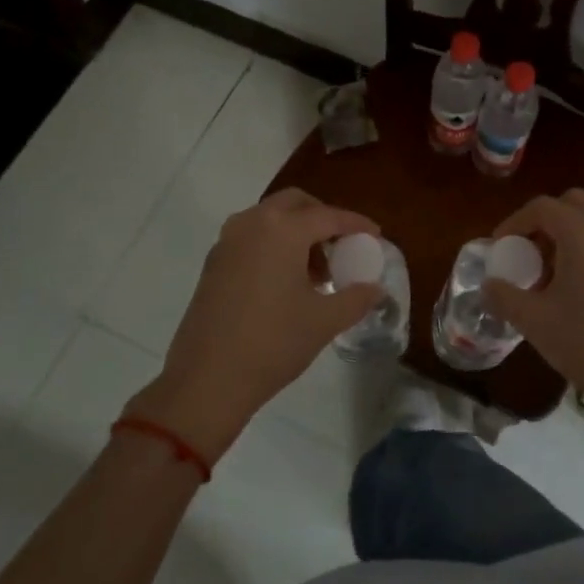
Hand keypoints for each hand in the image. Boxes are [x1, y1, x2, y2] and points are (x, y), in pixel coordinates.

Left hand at [126, 189, 383, 463]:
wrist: (207, 379)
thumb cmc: (273, 343)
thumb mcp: (324, 321)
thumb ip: (356, 298)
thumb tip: (375, 289)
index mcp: (282, 229)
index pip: (328, 216)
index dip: (356, 224)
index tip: (375, 235)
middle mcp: (252, 223)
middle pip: (295, 204)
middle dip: (322, 218)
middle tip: (342, 246)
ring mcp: (227, 241)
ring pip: (270, 219)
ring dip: (297, 233)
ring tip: (317, 272)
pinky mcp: (213, 263)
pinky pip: (252, 238)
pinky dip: (274, 246)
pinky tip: (286, 282)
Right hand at [482, 189, 583, 400]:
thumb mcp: (534, 321)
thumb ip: (503, 296)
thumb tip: (489, 285)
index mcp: (582, 232)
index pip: (542, 207)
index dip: (514, 222)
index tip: (500, 247)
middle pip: (572, 204)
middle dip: (545, 221)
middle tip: (528, 251)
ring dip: (567, 235)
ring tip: (549, 274)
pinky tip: (577, 288)